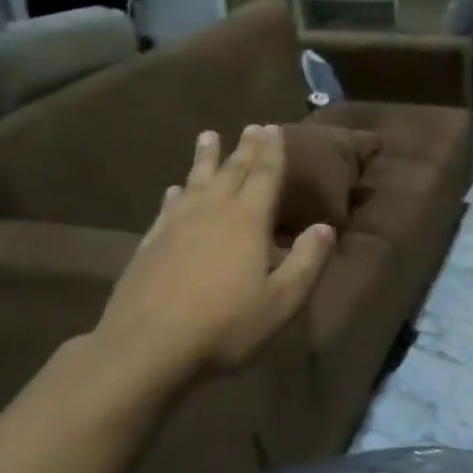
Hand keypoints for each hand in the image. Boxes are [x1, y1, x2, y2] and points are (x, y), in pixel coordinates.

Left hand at [93, 126, 334, 387]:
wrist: (147, 346)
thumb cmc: (226, 326)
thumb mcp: (282, 301)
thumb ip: (307, 261)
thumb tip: (325, 228)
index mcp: (247, 221)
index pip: (264, 176)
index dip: (272, 152)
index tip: (274, 128)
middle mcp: (212, 212)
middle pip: (231, 171)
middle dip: (244, 148)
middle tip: (251, 126)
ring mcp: (176, 225)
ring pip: (195, 181)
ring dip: (205, 158)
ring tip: (208, 135)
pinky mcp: (150, 243)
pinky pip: (168, 206)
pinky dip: (176, 192)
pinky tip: (174, 189)